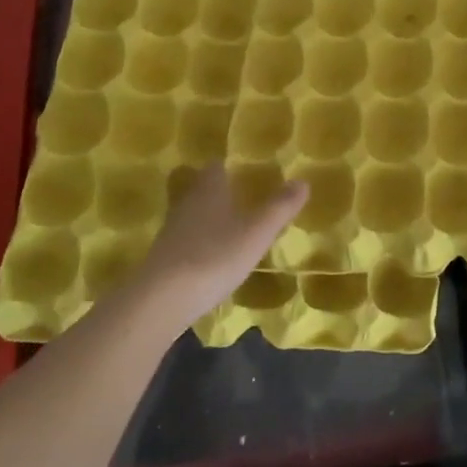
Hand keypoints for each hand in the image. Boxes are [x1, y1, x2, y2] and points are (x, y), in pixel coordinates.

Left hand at [131, 163, 307, 329]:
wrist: (163, 299)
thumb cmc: (215, 255)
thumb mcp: (258, 232)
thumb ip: (280, 207)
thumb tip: (303, 181)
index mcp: (209, 189)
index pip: (215, 167)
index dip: (227, 168)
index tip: (241, 173)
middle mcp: (187, 203)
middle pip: (199, 189)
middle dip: (215, 192)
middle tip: (236, 199)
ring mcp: (171, 231)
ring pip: (190, 215)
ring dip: (205, 219)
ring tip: (227, 230)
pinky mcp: (162, 258)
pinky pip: (184, 241)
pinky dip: (197, 244)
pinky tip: (210, 259)